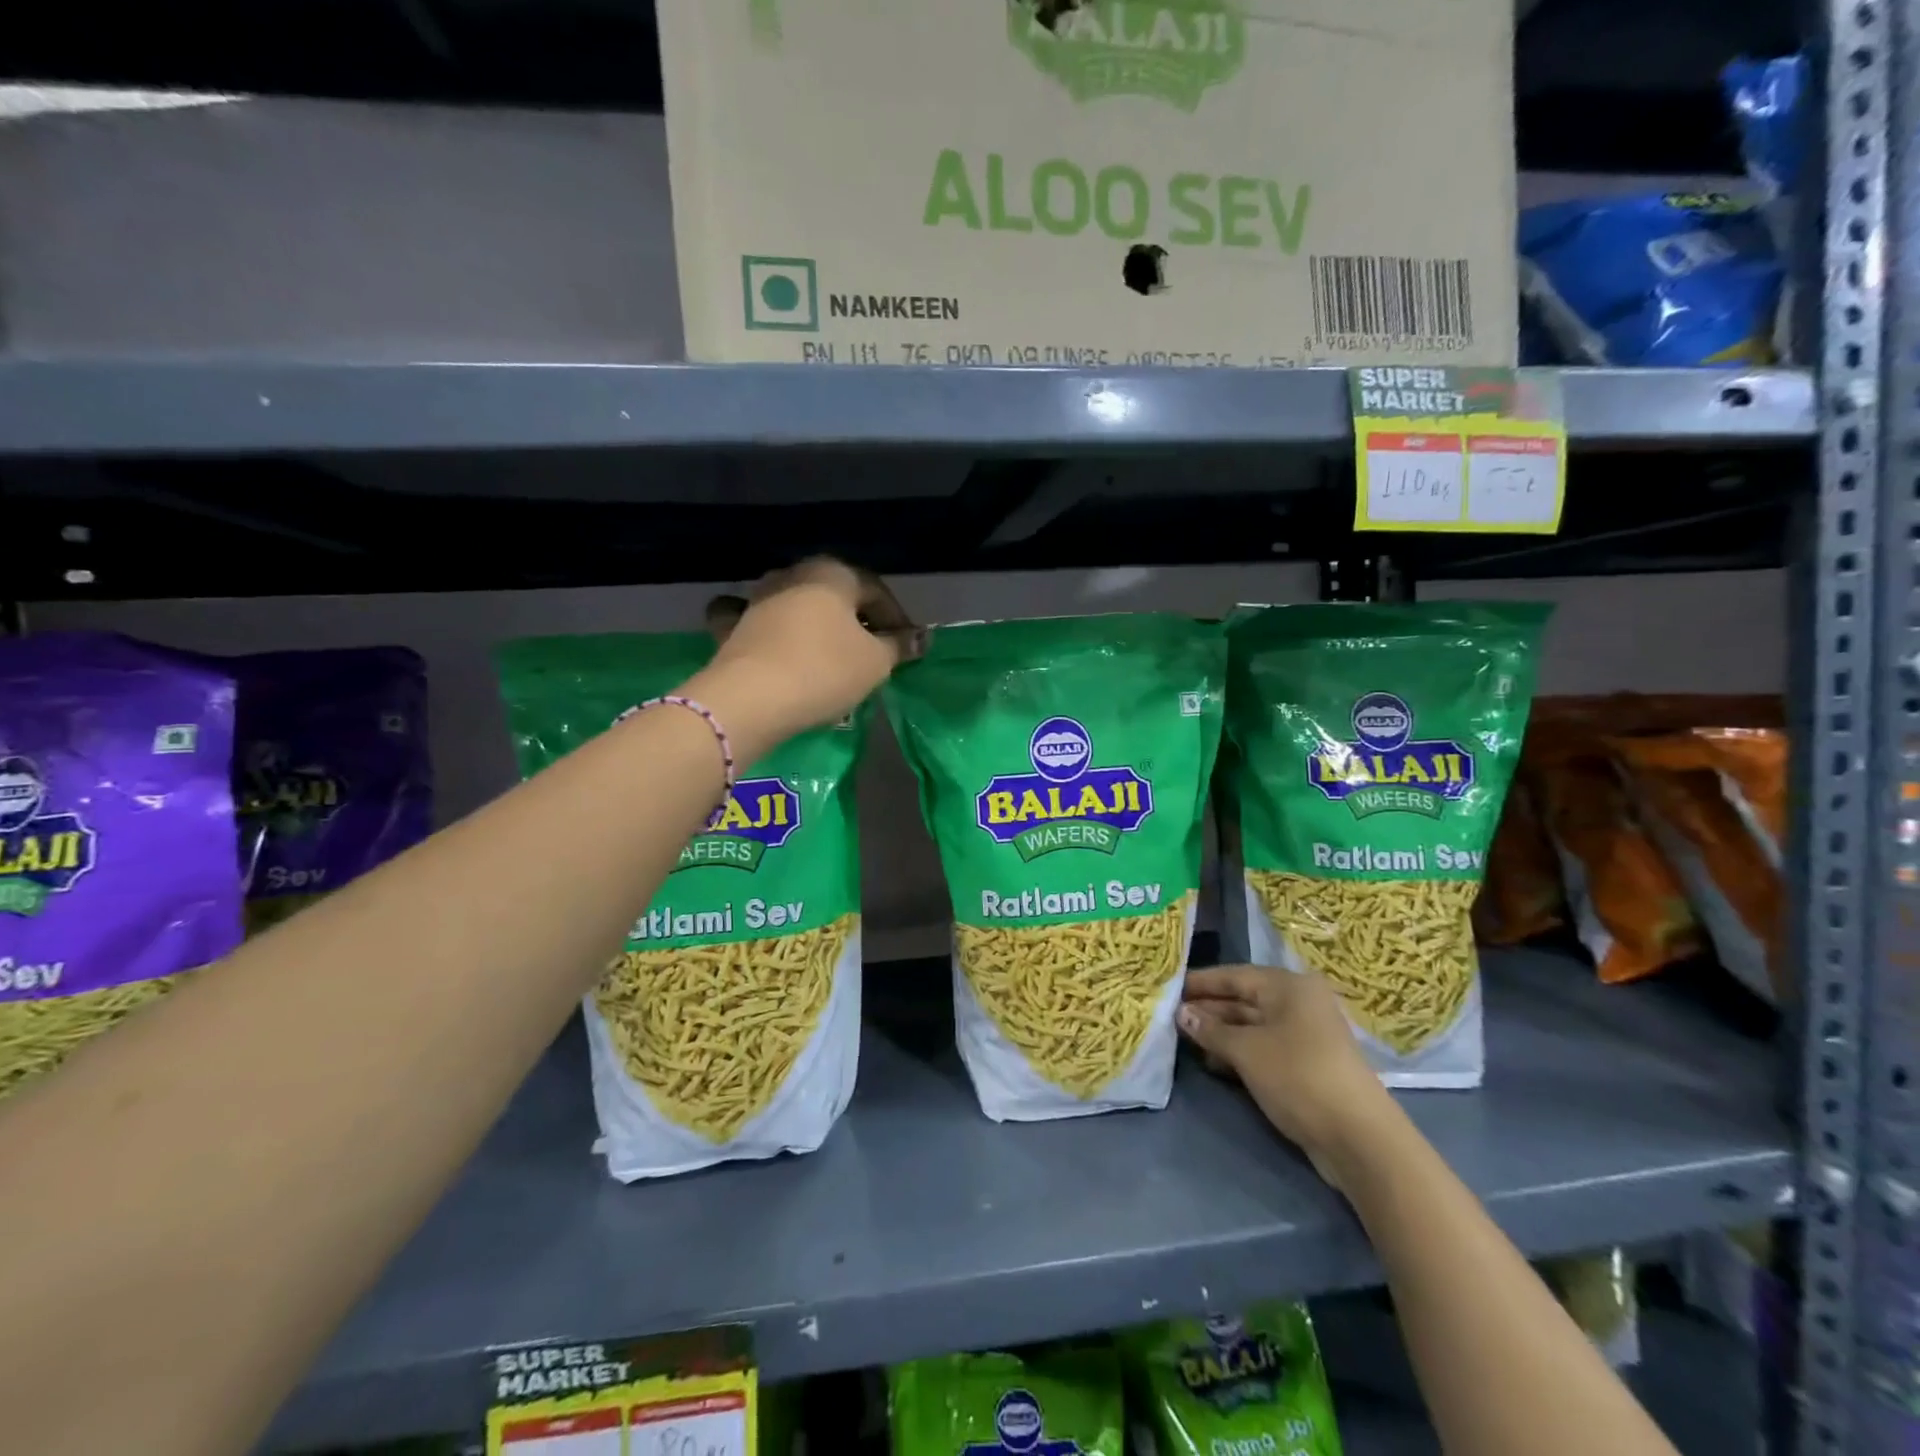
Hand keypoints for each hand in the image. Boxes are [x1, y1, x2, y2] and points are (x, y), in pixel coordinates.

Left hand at [692, 558, 921, 746]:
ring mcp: (757, 597)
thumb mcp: (875, 663)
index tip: (906, 649)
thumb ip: (899, 646)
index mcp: (833, 573)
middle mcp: (793, 574)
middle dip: (857, 621)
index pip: (877, 592)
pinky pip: (756, 621)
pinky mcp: (732, 626)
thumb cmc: (824, 671)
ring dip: (817, 625)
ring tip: (831, 655)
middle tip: (873, 653)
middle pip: (836, 596)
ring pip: (797, 605)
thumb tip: (920, 638)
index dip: (897, 621)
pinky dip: (769, 628)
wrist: (751, 699)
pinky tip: (772, 640)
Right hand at [1178, 966, 1398, 1190]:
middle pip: (1243, 1000)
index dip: (1200, 982)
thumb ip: (1211, 1030)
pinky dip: (1238, 1052)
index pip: (1234, 975)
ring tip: (1185, 1041)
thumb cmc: (1298, 1076)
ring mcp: (1305, 1035)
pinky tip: (1213, 1063)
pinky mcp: (1306, 1064)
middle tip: (1170, 1017)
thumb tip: (1181, 1014)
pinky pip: (1264, 1047)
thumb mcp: (1247, 1051)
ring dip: (1220, 1034)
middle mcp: (1298, 1003)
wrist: (1359, 1139)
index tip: (1168, 987)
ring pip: (1252, 1026)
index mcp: (1288, 987)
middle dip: (1208, 1010)